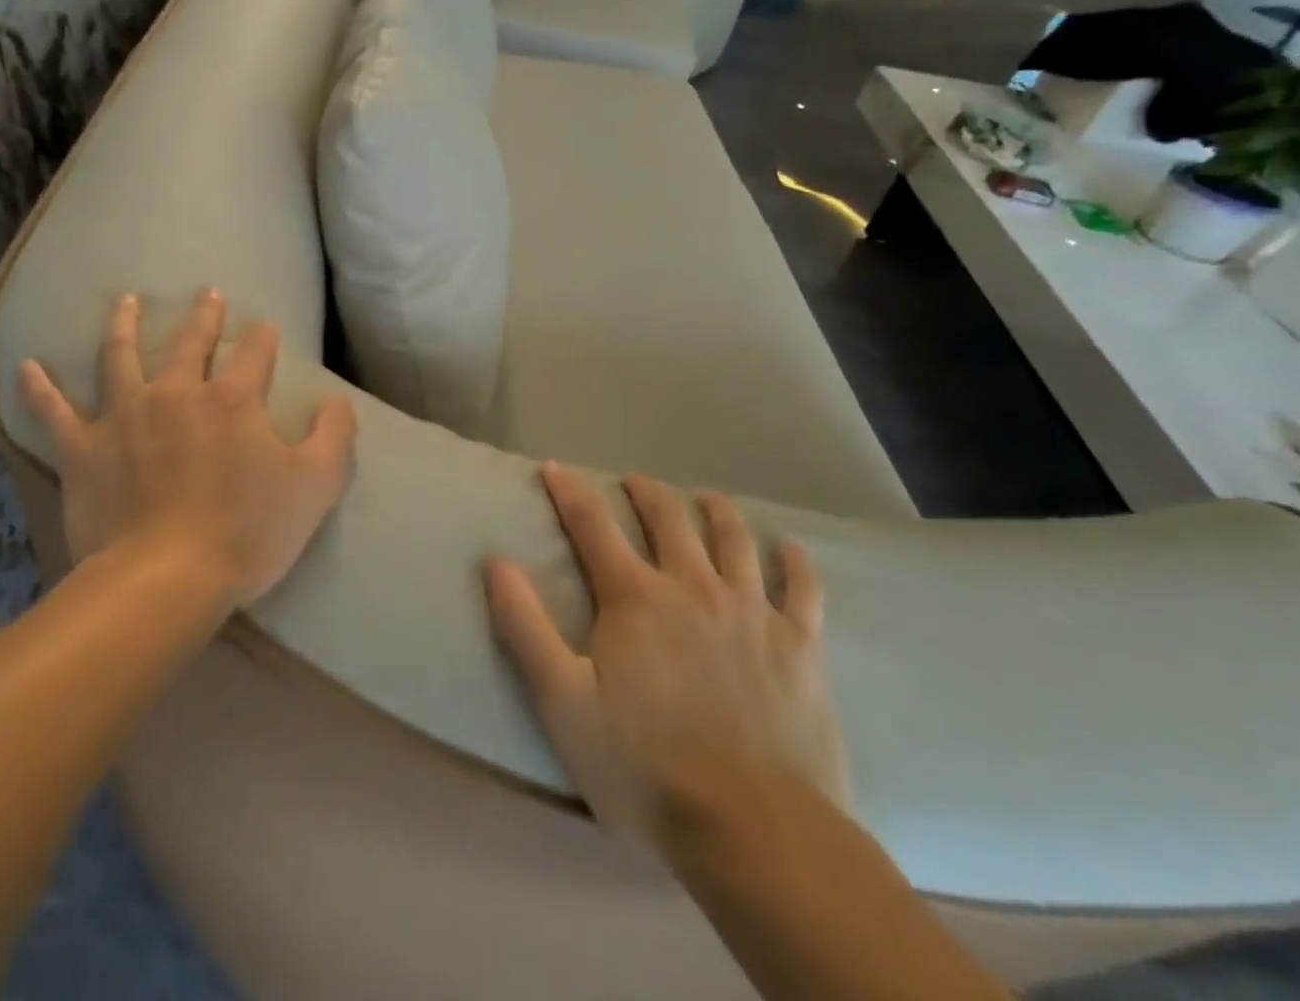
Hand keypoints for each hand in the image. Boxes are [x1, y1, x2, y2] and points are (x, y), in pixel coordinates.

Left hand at [18, 288, 358, 605]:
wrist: (164, 581)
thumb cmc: (247, 533)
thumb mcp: (316, 485)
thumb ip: (334, 435)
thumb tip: (338, 400)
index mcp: (233, 399)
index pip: (255, 351)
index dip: (264, 336)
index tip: (266, 327)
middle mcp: (177, 393)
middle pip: (190, 341)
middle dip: (203, 316)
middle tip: (207, 295)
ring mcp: (124, 416)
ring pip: (119, 356)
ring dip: (122, 324)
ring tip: (124, 300)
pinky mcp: (83, 449)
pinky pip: (54, 412)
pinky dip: (39, 388)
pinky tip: (27, 366)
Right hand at [484, 465, 849, 854]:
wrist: (755, 830)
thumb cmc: (645, 767)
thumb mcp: (563, 702)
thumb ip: (525, 626)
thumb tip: (496, 560)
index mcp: (635, 597)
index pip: (591, 525)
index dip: (569, 491)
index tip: (554, 468)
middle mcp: (693, 586)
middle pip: (668, 517)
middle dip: (646, 492)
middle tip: (634, 482)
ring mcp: (751, 611)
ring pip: (734, 539)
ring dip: (716, 511)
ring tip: (705, 499)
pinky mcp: (800, 646)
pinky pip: (803, 589)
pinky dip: (795, 562)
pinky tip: (791, 549)